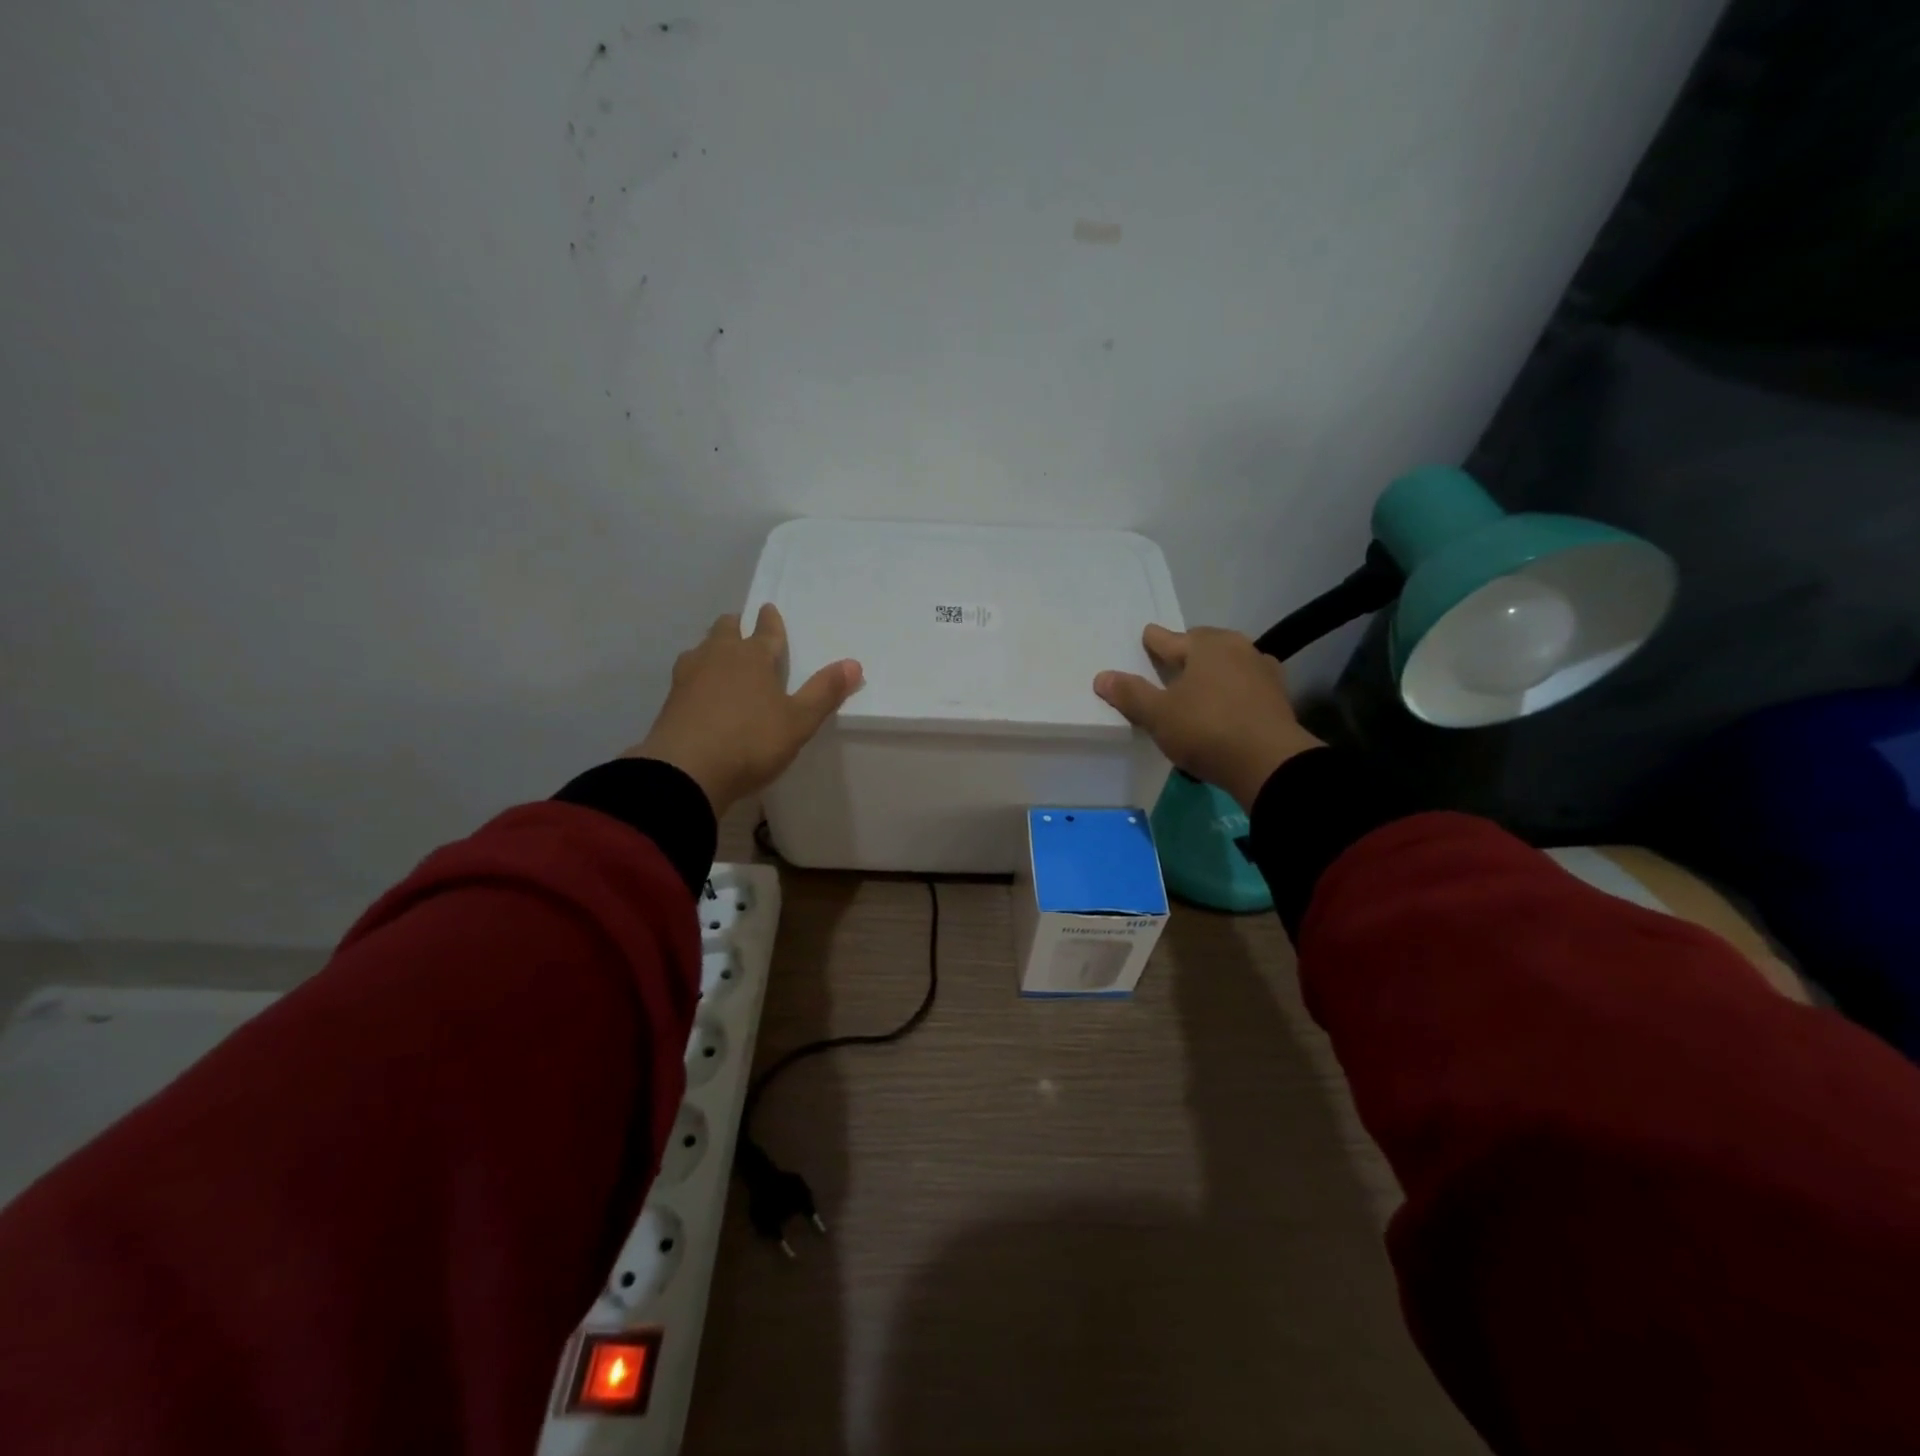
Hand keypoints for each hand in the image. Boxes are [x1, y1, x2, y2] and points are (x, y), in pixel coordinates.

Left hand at [629, 604, 862, 815]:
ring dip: (713, 647)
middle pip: (726, 629)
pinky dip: (698, 674)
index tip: (768, 609)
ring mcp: (689, 676)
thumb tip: (853, 663)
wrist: (686, 771)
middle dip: (736, 626)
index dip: (770, 621)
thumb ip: (824, 692)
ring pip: (702, 648)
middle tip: (743, 628)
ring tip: (721, 656)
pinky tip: (700, 688)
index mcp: (753, 657)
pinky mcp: (671, 699)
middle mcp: (719, 656)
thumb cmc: (751, 741)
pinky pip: (687, 674)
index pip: (765, 630)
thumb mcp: (798, 721)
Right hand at [1094, 624, 1322, 808]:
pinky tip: (1225, 705)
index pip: (1170, 638)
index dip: (1153, 641)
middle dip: (1186, 652)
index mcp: (1206, 645)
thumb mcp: (1158, 715)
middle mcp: (1237, 648)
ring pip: (1228, 663)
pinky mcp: (1278, 697)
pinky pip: (1246, 685)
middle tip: (1170, 666)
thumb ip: (1131, 694)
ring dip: (1212, 671)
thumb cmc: (1207, 729)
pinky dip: (1232, 690)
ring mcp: (1262, 671)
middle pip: (1203, 645)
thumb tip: (1102, 677)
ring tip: (1197, 687)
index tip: (1147, 638)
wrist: (1270, 763)